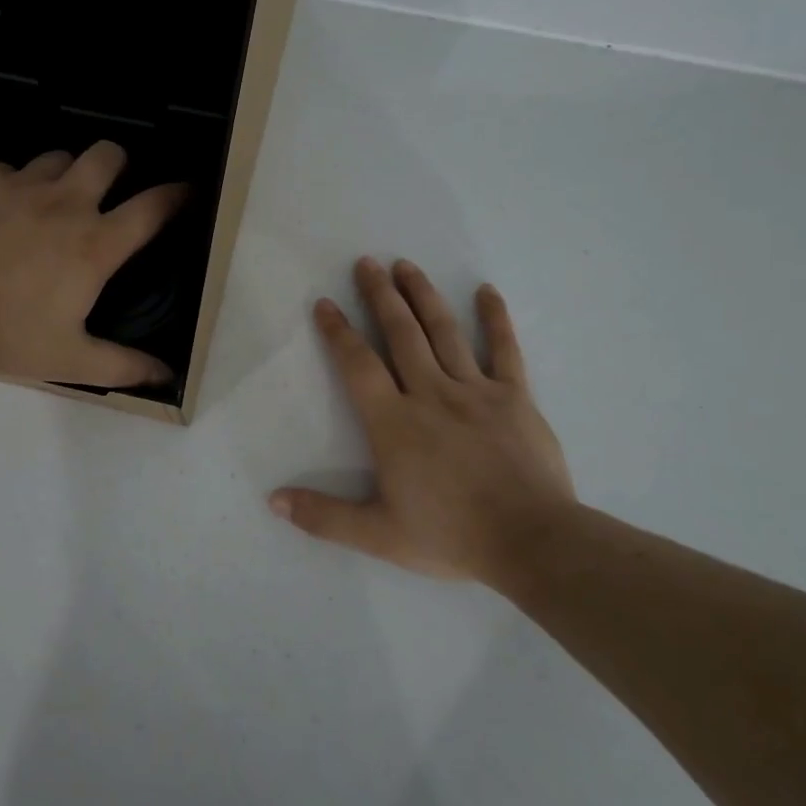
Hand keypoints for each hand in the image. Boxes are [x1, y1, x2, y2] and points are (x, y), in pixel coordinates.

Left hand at [0, 142, 184, 387]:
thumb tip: (166, 377)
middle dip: (119, 163)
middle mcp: (66, 202)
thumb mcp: (68, 360)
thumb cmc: (1, 331)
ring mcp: (20, 183)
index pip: (153, 208)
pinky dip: (11, 185)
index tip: (188, 191)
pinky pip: (7, 169)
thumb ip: (122, 367)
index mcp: (94, 244)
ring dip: (64, 174)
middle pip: (108, 155)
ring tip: (50, 201)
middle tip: (108, 187)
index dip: (178, 195)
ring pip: (58, 157)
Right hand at [270, 257, 575, 582]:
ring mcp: (475, 391)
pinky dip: (495, 319)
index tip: (325, 304)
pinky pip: (504, 349)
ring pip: (443, 332)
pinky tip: (487, 292)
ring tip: (407, 266)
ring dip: (423, 295)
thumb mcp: (377, 535)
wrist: (531, 542)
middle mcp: (431, 394)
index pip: (358, 365)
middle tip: (366, 263)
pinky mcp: (515, 397)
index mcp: (394, 423)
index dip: (338, 332)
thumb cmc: (450, 537)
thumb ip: (324, 516)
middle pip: (400, 334)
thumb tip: (274, 501)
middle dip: (380, 296)